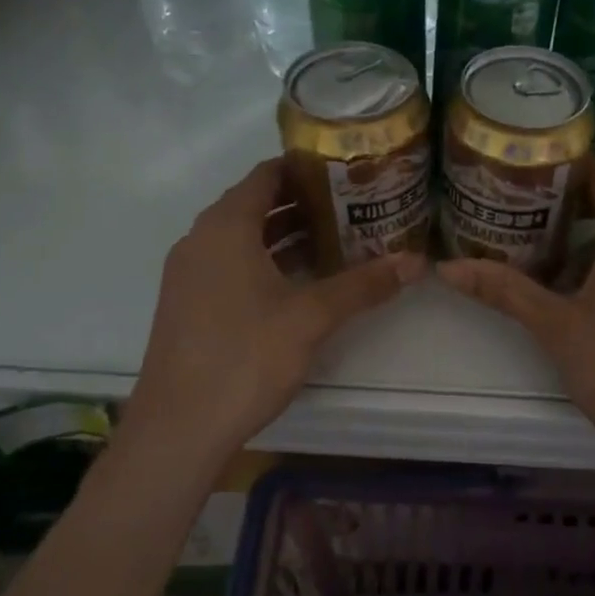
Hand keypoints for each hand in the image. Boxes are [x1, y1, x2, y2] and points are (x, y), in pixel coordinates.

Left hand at [128, 157, 425, 463]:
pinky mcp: (187, 304)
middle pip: (255, 205)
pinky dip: (264, 262)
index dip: (305, 168)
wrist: (178, 427)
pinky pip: (230, 265)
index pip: (266, 175)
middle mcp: (200, 240)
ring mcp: (189, 274)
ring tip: (336, 239)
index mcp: (225, 227)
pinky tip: (300, 282)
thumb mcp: (311, 318)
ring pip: (242, 238)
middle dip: (302, 203)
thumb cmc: (245, 357)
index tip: (346, 170)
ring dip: (285, 235)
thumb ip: (363, 285)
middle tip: (353, 205)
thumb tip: (416, 261)